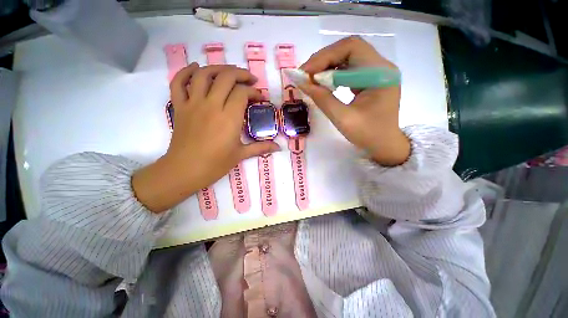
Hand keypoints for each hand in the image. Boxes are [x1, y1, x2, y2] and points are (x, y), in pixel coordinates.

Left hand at [133, 63, 279, 212]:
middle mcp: (212, 105)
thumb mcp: (241, 155)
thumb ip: (261, 147)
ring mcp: (193, 103)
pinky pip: (178, 83)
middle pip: (226, 77)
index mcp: (229, 118)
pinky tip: (196, 68)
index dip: (254, 92)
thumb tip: (279, 147)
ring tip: (229, 72)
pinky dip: (186, 72)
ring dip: (218, 68)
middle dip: (241, 74)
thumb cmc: (216, 164)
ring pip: (204, 74)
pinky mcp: (179, 107)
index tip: (260, 98)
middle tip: (250, 80)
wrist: (185, 170)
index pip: (243, 93)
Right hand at [299, 36, 409, 165]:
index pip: (351, 48)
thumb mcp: (343, 119)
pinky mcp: (370, 79)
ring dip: (327, 66)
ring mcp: (376, 72)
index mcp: (380, 74)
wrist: (384, 145)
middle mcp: (381, 67)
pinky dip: (333, 74)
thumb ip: (322, 99)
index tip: (306, 72)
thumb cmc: (368, 135)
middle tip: (306, 75)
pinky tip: (324, 83)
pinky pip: (349, 69)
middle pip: (349, 49)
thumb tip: (302, 83)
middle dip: (324, 60)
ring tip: (311, 79)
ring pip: (347, 58)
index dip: (325, 56)